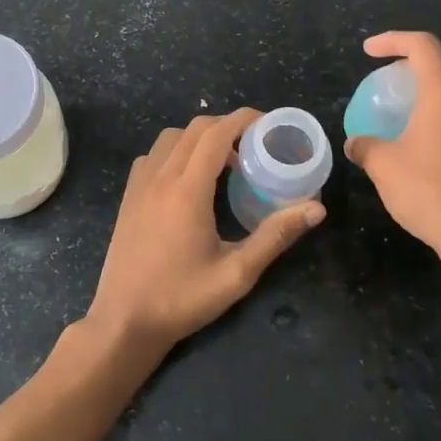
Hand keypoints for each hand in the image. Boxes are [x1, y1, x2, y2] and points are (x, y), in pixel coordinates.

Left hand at [89, 110, 324, 354]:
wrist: (124, 321)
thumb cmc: (182, 299)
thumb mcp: (237, 274)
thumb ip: (275, 236)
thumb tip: (316, 209)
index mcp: (187, 190)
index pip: (215, 133)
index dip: (243, 119)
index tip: (268, 124)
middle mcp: (160, 178)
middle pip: (193, 129)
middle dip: (225, 126)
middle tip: (252, 146)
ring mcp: (138, 186)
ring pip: (169, 138)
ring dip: (198, 138)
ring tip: (222, 163)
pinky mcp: (127, 197)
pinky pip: (151, 156)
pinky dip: (174, 152)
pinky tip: (187, 180)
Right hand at [343, 32, 440, 302]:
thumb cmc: (428, 191)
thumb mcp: (384, 166)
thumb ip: (366, 147)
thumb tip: (355, 144)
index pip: (422, 45)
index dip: (393, 40)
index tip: (369, 50)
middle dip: (415, 61)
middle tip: (389, 76)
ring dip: (433, 92)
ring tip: (407, 110)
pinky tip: (428, 146)